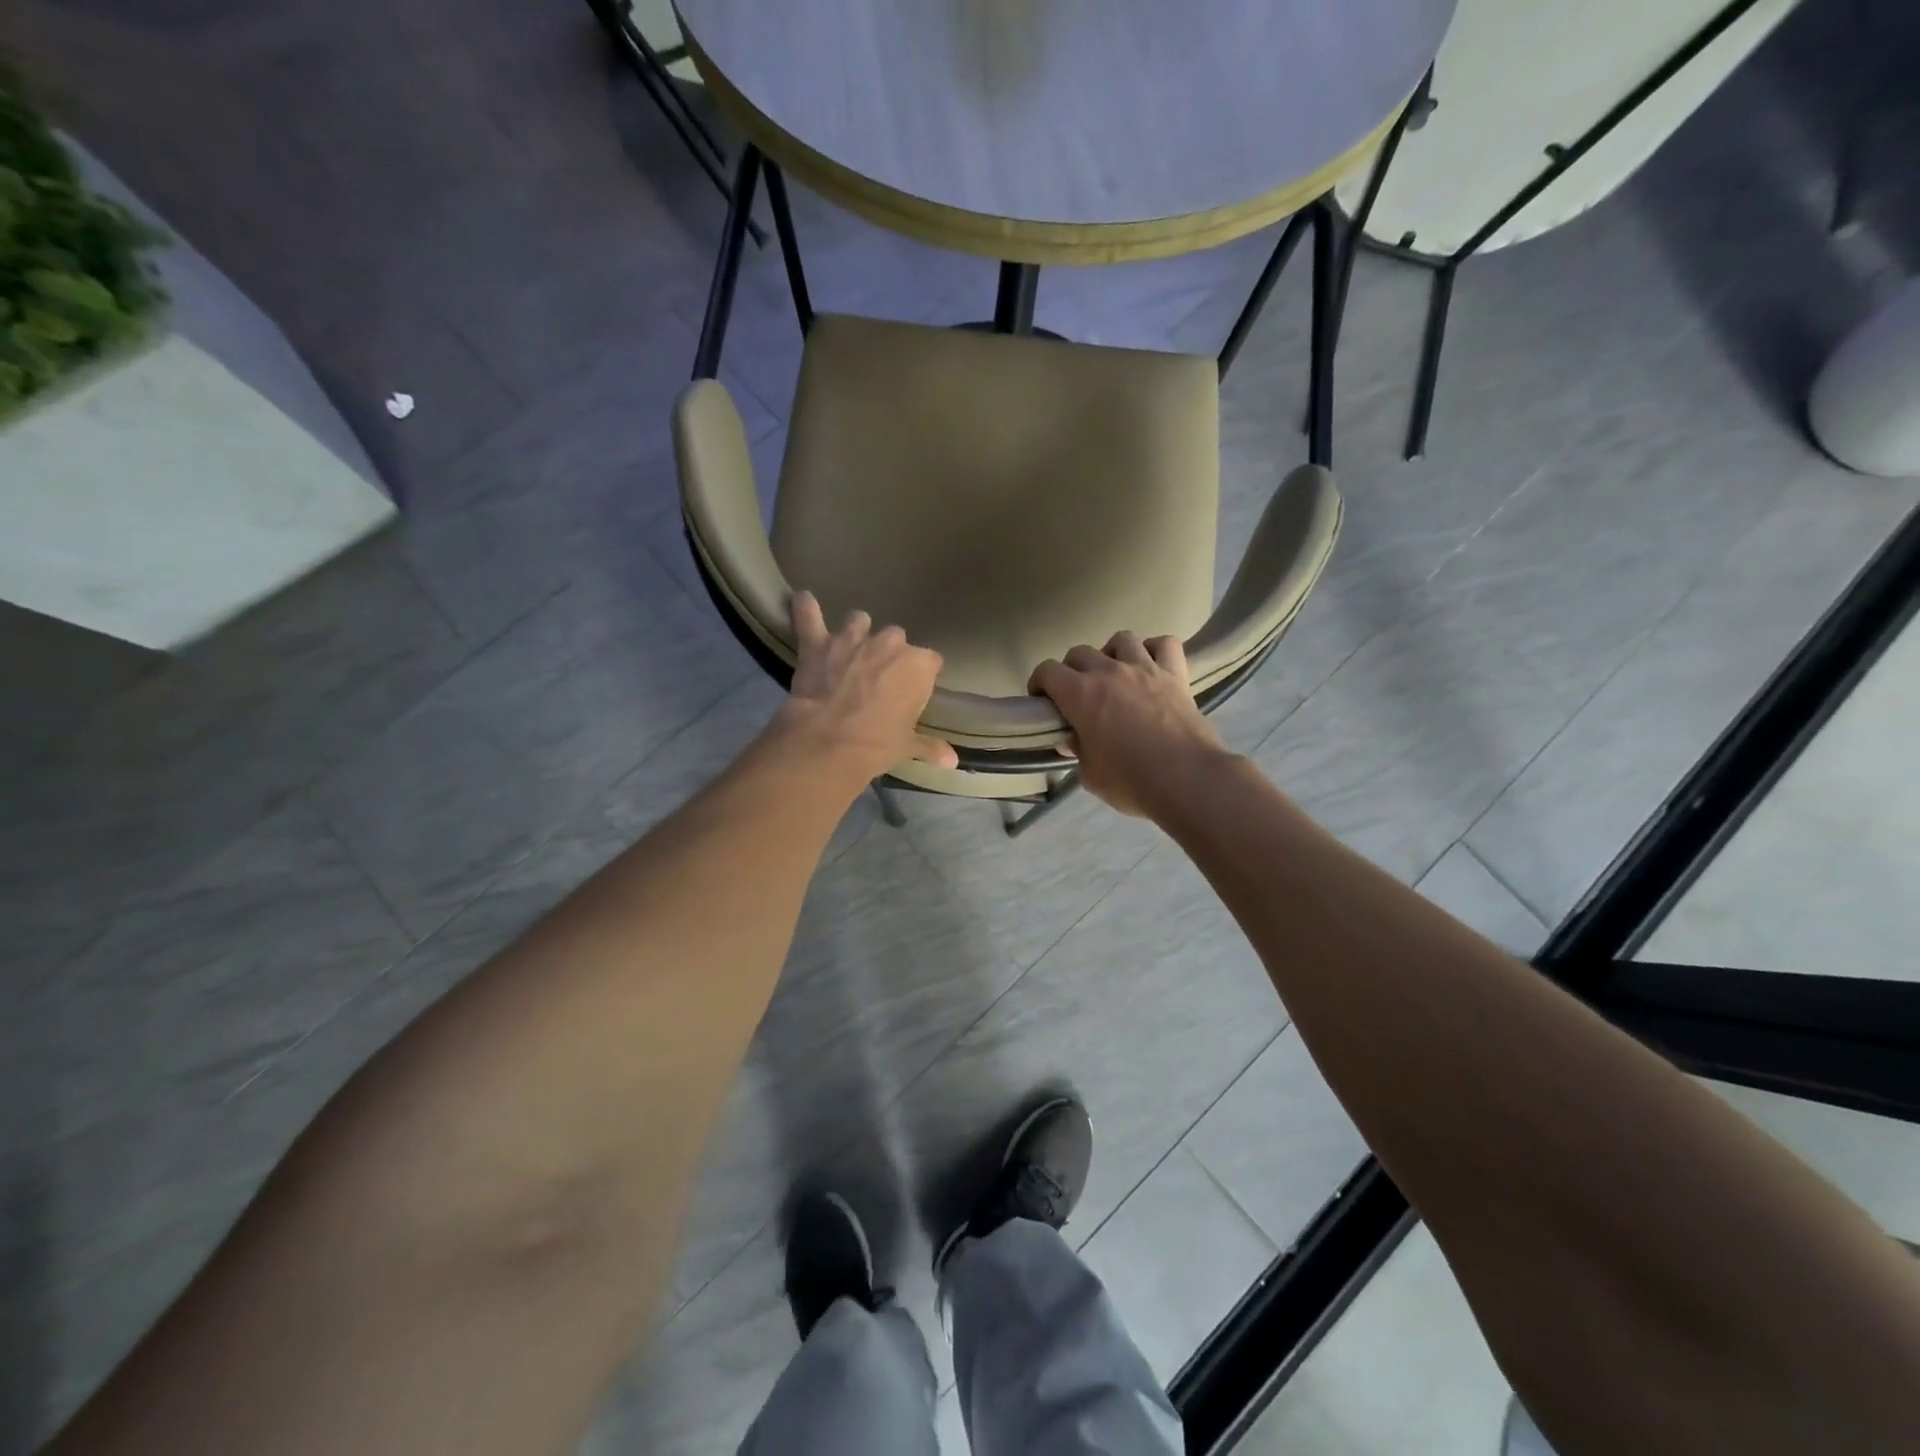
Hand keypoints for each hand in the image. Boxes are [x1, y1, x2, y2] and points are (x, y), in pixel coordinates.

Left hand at [768, 591, 957, 784]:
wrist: (830, 742)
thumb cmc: (878, 745)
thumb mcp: (906, 747)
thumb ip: (930, 747)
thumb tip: (952, 762)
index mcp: (918, 666)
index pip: (930, 662)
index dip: (920, 676)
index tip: (912, 691)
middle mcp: (890, 644)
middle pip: (895, 639)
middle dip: (888, 654)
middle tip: (878, 678)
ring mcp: (853, 638)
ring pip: (859, 620)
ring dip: (856, 632)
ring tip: (849, 648)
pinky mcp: (818, 643)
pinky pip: (809, 616)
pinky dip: (805, 609)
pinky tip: (802, 601)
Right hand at [1029, 632, 1229, 818]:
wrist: (1187, 780)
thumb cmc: (1131, 782)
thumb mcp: (1091, 775)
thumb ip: (1078, 751)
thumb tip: (1072, 740)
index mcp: (1080, 694)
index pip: (1047, 671)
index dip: (1039, 684)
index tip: (1042, 702)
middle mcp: (1109, 672)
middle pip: (1079, 652)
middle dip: (1071, 670)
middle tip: (1076, 695)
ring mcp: (1145, 668)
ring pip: (1121, 639)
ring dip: (1111, 654)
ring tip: (1114, 675)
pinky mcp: (1176, 675)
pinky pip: (1165, 644)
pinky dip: (1155, 649)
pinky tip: (1151, 665)